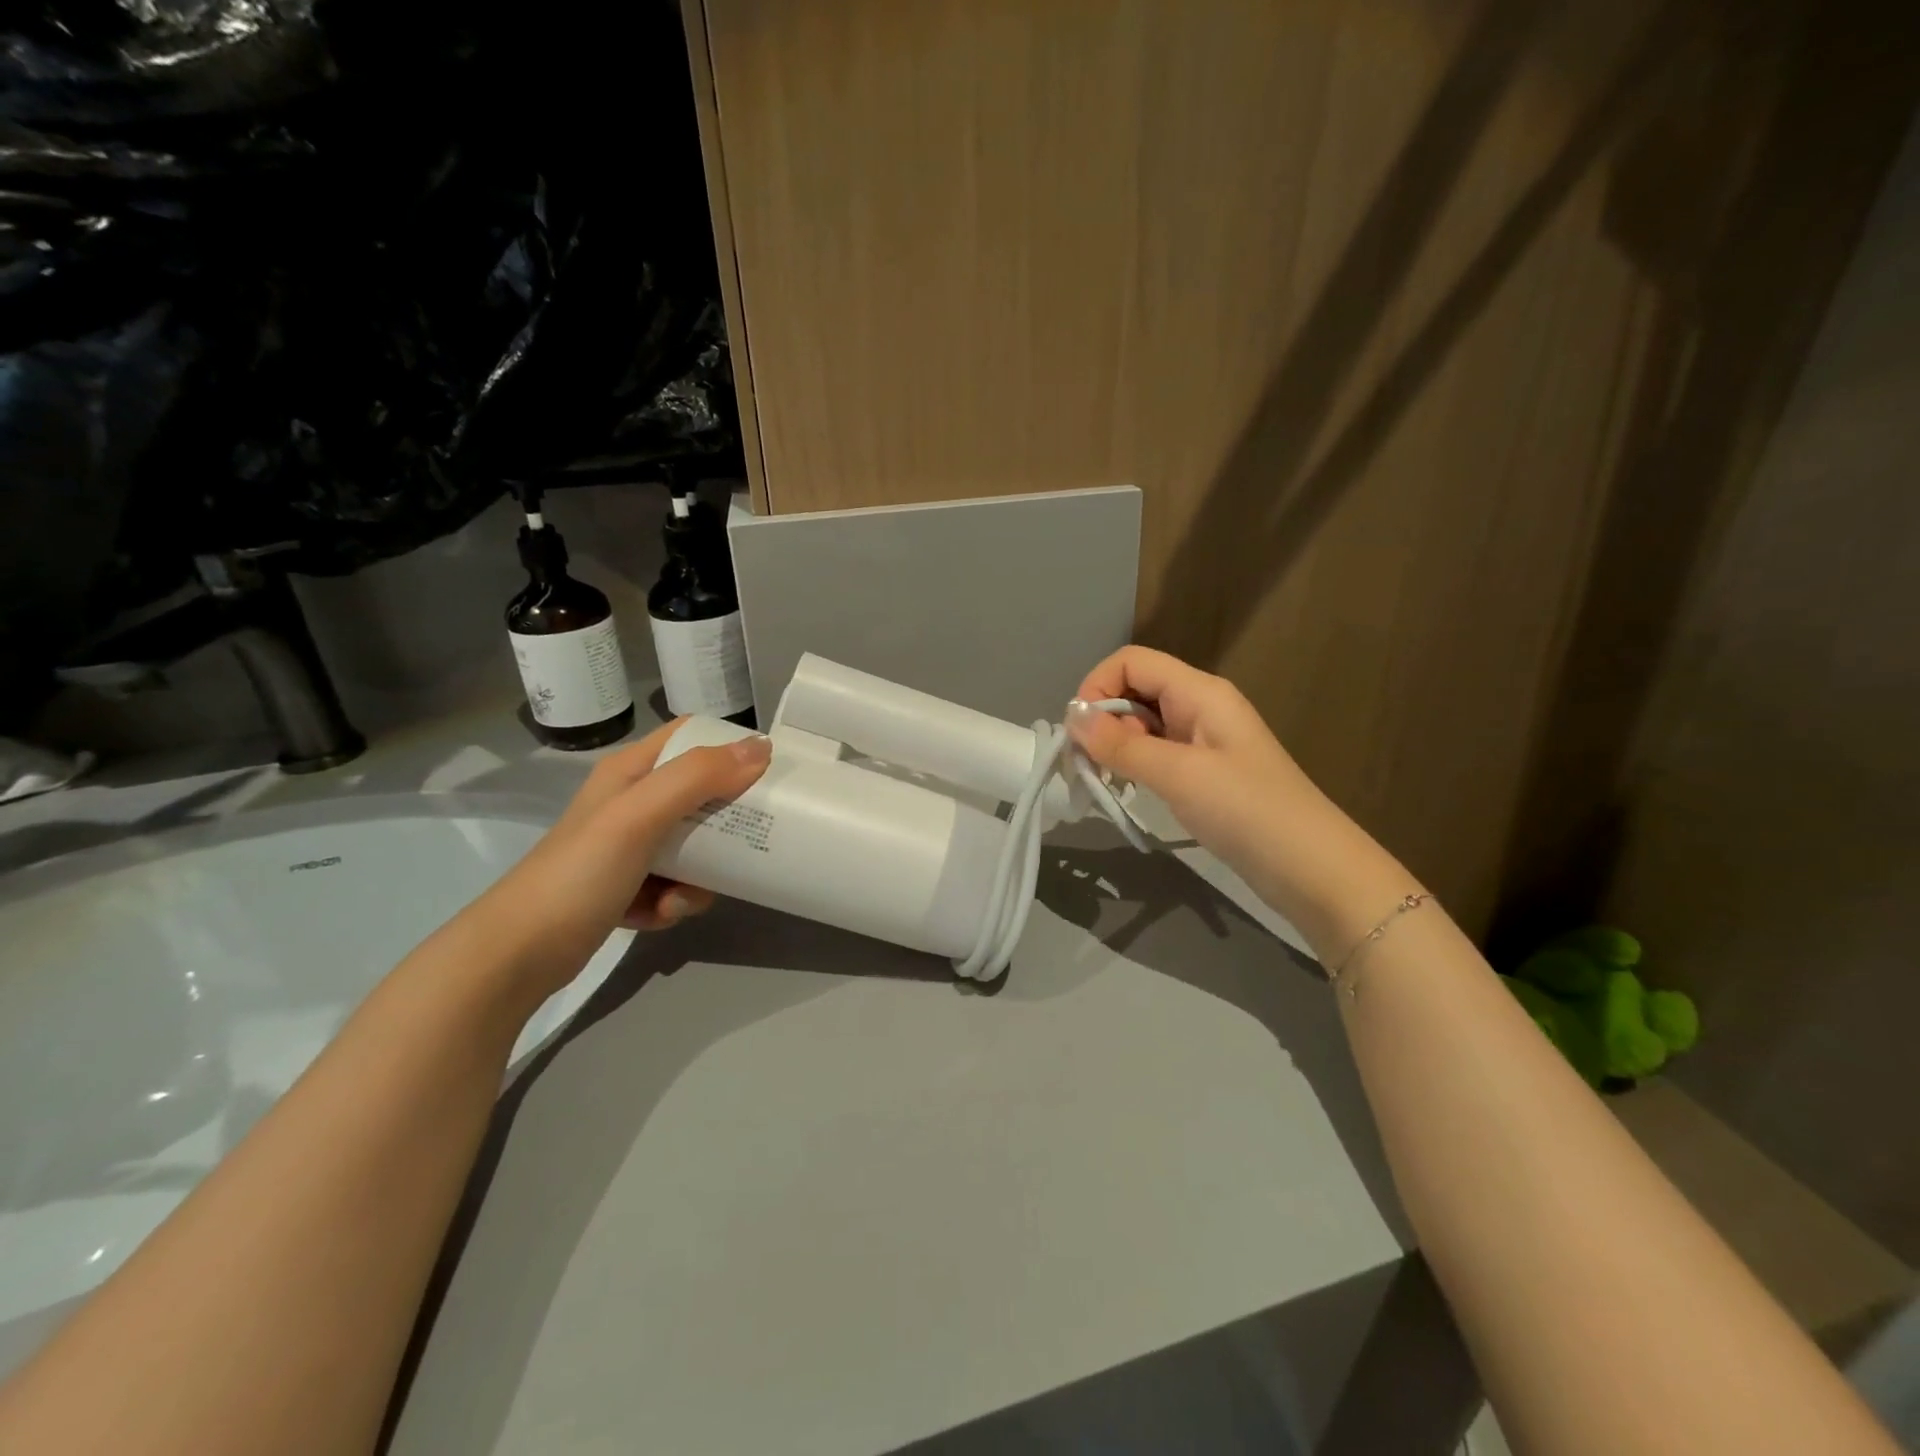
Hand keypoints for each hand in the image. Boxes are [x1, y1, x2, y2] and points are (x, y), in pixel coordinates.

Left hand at [460, 720, 771, 1005]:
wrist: (517, 955)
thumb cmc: (579, 873)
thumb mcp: (639, 815)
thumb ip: (698, 777)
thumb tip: (762, 748)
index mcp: (631, 772)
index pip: (691, 737)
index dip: (730, 746)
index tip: (770, 770)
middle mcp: (632, 803)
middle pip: (701, 795)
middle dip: (726, 822)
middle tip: (749, 840)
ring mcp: (629, 848)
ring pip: (695, 847)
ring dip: (702, 873)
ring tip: (681, 896)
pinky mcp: (628, 888)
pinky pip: (676, 885)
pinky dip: (675, 902)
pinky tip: (658, 916)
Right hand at [1069, 646, 1411, 957]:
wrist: (1311, 868)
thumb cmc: (1246, 810)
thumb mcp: (1178, 774)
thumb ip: (1121, 744)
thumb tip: (1072, 719)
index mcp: (1199, 692)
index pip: (1132, 661)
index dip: (1097, 687)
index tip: (1079, 733)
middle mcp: (1200, 706)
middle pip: (1135, 689)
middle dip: (1103, 719)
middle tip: (1089, 765)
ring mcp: (1203, 740)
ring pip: (1143, 723)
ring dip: (1116, 745)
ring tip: (1107, 781)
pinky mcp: (1204, 772)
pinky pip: (1157, 752)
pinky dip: (1135, 765)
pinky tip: (1129, 790)